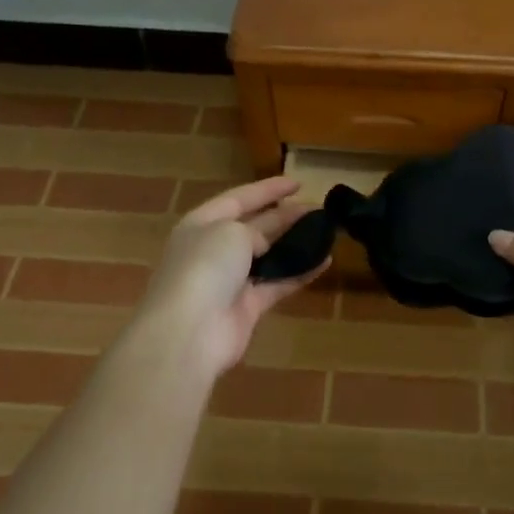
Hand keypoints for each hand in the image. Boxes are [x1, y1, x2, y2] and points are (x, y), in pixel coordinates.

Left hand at [137, 177, 328, 378]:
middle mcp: (213, 250)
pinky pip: (278, 284)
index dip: (267, 189)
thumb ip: (253, 231)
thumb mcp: (230, 232)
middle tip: (318, 209)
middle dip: (285, 216)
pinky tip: (324, 262)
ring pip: (268, 256)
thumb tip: (262, 248)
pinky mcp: (246, 308)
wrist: (189, 331)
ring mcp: (230, 281)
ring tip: (325, 232)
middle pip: (254, 227)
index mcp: (201, 224)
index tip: (298, 182)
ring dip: (294, 244)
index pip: (238, 199)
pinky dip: (300, 273)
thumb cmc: (205, 267)